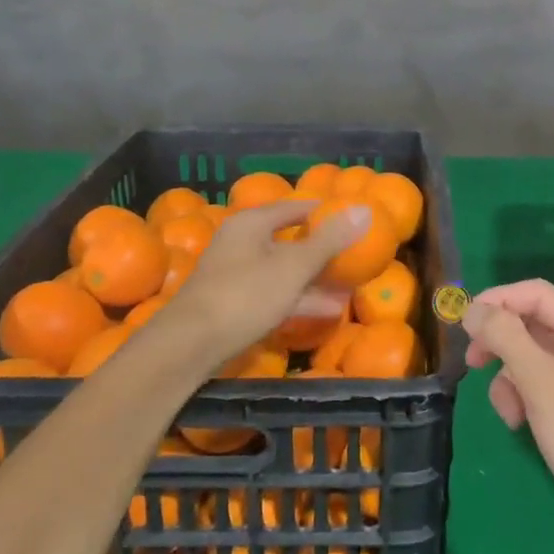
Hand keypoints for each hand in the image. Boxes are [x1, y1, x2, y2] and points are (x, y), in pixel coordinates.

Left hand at [167, 200, 367, 366]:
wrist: (189, 346)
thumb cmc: (245, 295)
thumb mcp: (294, 266)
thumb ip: (329, 240)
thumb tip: (364, 209)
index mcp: (252, 224)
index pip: (294, 207)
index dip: (323, 212)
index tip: (351, 219)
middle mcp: (241, 242)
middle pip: (288, 239)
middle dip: (321, 250)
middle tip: (354, 255)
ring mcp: (235, 275)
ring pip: (282, 270)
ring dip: (314, 279)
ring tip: (349, 288)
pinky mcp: (233, 304)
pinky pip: (274, 293)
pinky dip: (299, 298)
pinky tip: (327, 311)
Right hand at [466, 279, 553, 553]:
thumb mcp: (543, 386)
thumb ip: (507, 339)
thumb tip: (473, 308)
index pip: (537, 294)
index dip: (498, 300)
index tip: (463, 322)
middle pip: (535, 326)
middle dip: (502, 344)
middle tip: (472, 363)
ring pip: (535, 360)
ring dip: (511, 379)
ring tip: (508, 412)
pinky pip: (544, 389)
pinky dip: (526, 400)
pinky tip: (520, 425)